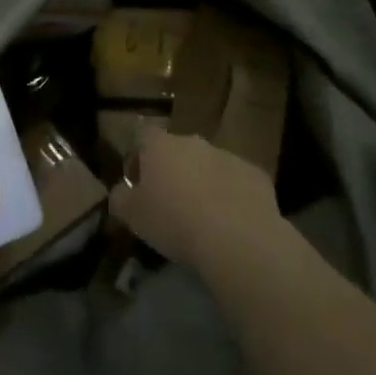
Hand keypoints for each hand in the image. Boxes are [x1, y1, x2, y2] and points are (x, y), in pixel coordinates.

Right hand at [108, 125, 281, 272]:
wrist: (237, 239)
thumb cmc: (175, 222)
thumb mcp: (133, 216)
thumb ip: (120, 199)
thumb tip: (119, 193)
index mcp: (161, 145)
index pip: (142, 136)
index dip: (138, 157)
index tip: (138, 183)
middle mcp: (193, 142)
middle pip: (177, 151)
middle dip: (173, 172)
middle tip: (171, 205)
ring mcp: (227, 156)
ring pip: (209, 166)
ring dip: (203, 184)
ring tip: (204, 219)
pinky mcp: (256, 175)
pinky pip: (237, 183)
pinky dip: (232, 198)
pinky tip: (232, 225)